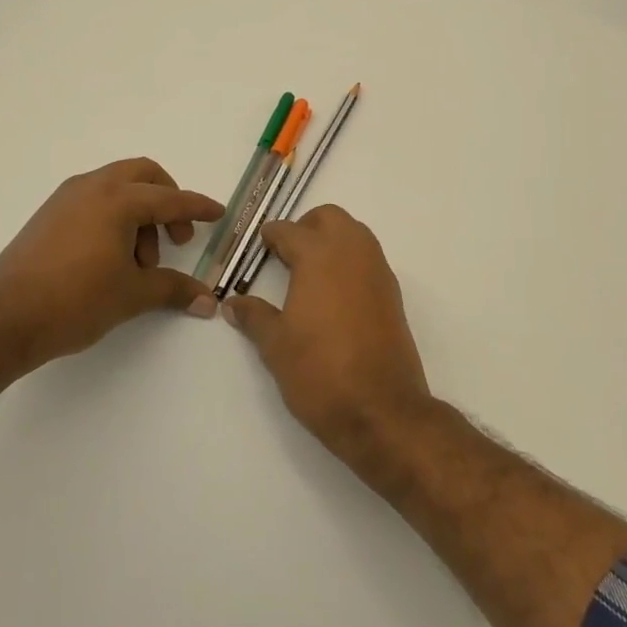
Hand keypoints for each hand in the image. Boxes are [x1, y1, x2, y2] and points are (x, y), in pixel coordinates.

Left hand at [0, 158, 223, 375]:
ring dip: (140, 214)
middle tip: (177, 238)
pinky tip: (113, 258)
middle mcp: (92, 187)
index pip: (172, 199)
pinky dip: (114, 218)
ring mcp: (66, 199)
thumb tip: (208, 301)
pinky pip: (94, 201)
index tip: (219, 213)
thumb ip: (173, 289)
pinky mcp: (48, 216)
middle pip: (144, 175)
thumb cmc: (74, 301)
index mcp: (118, 199)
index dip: (199, 208)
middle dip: (168, 201)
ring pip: (117, 188)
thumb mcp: (132, 295)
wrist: (0, 320)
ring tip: (140, 262)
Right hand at [221, 205, 434, 460]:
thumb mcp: (276, 345)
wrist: (380, 409)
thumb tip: (233, 304)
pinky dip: (351, 262)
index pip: (289, 230)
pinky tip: (334, 295)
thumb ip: (255, 317)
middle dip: (306, 227)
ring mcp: (378, 271)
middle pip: (329, 218)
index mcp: (319, 256)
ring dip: (332, 240)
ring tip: (309, 273)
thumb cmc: (319, 372)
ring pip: (355, 233)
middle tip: (286, 254)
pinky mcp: (393, 294)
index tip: (260, 246)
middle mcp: (352, 252)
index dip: (270, 237)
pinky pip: (369, 259)